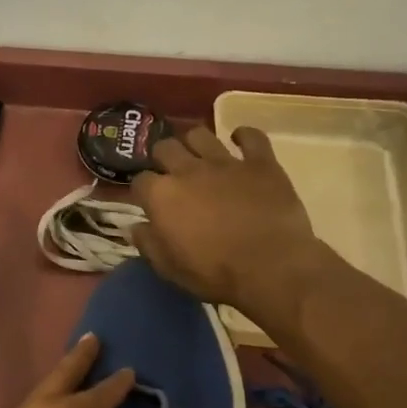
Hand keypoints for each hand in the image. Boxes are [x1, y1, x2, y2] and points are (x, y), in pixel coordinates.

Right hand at [132, 126, 331, 319]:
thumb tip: (135, 227)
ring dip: (195, 142)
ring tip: (199, 155)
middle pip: (165, 148)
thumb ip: (148, 243)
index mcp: (162, 195)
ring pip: (201, 134)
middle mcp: (188, 170)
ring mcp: (226, 162)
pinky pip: (252, 136)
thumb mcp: (169, 268)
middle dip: (163, 158)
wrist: (271, 268)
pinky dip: (244, 136)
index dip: (143, 191)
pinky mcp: (261, 163)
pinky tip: (240, 141)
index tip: (149, 202)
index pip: (140, 181)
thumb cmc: (214, 273)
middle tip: (171, 173)